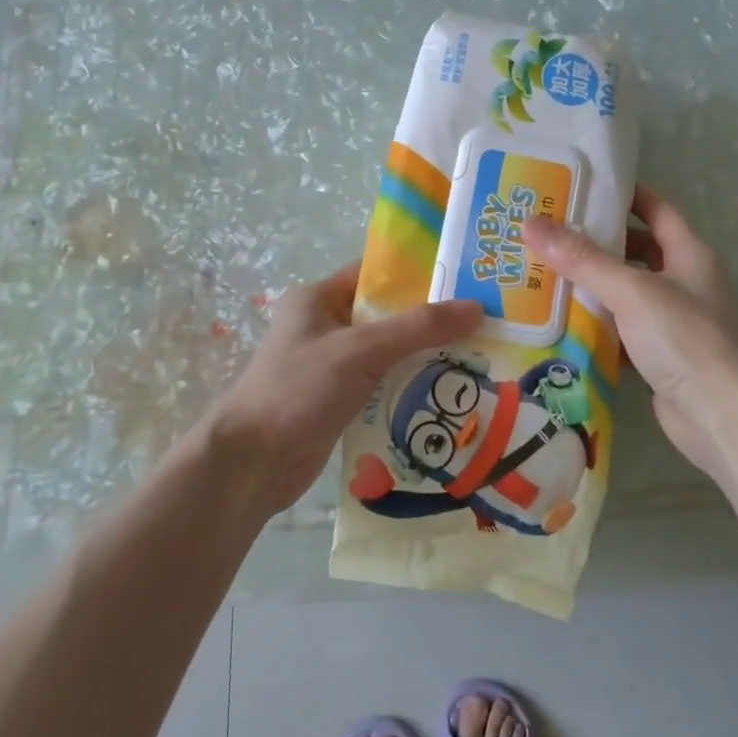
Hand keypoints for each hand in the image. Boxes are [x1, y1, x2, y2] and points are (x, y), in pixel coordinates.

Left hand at [195, 263, 482, 521]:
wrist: (253, 462)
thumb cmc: (300, 390)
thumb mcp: (360, 350)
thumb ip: (418, 328)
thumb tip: (476, 308)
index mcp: (319, 298)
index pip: (375, 274)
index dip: (418, 273)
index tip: (466, 278)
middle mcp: (324, 326)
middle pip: (387, 315)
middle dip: (430, 321)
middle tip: (483, 323)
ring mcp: (330, 366)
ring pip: (388, 353)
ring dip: (424, 357)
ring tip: (479, 357)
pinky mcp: (338, 401)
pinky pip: (382, 385)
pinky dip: (409, 387)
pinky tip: (448, 393)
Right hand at [524, 188, 737, 471]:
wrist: (720, 417)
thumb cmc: (684, 339)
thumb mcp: (630, 291)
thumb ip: (581, 259)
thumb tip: (531, 224)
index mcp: (690, 255)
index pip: (657, 209)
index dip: (624, 195)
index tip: (581, 188)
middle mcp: (686, 282)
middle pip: (637, 251)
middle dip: (596, 243)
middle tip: (548, 235)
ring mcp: (675, 321)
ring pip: (627, 293)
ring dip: (592, 286)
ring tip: (544, 274)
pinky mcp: (660, 355)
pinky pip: (623, 330)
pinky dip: (597, 325)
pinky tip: (562, 323)